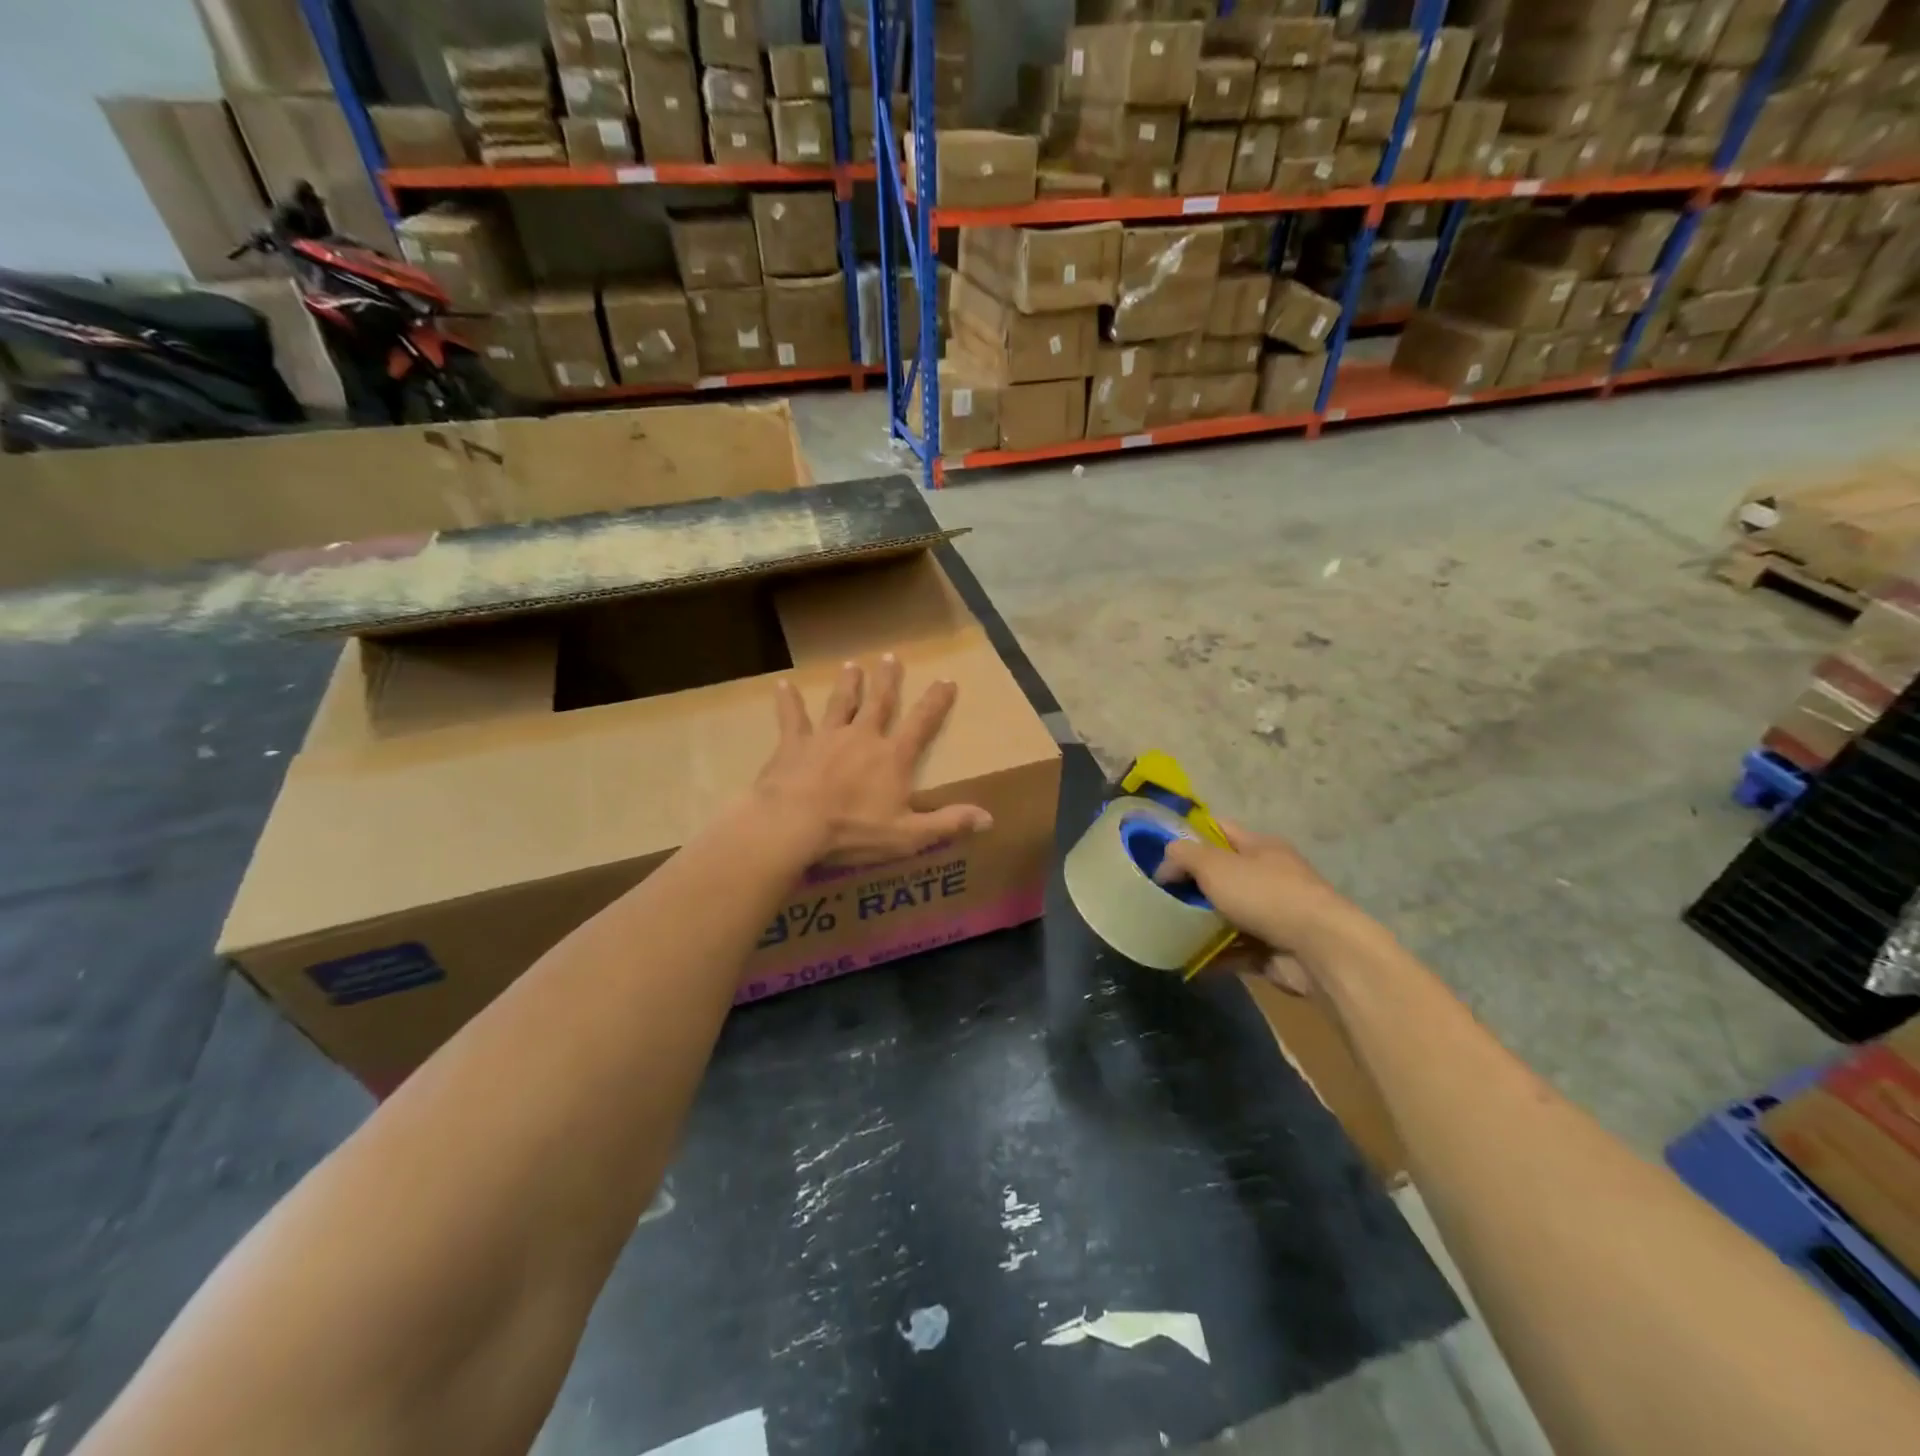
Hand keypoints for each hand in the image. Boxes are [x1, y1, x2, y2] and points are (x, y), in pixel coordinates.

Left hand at [755, 654, 992, 863]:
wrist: (793, 825)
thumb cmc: (853, 832)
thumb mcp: (908, 835)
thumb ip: (948, 824)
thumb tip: (989, 818)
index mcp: (892, 758)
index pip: (921, 723)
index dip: (936, 702)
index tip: (946, 680)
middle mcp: (862, 737)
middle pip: (879, 703)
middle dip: (887, 681)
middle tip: (890, 657)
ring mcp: (826, 737)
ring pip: (840, 704)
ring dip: (848, 684)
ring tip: (850, 665)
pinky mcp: (793, 745)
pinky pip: (792, 718)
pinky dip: (788, 701)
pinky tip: (783, 685)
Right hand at [1155, 820, 1361, 993]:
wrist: (1320, 950)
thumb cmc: (1265, 895)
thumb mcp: (1215, 864)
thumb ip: (1183, 856)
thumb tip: (1164, 866)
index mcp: (1261, 847)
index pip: (1219, 830)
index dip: (1190, 836)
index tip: (1160, 851)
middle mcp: (1270, 876)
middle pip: (1223, 875)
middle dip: (1192, 885)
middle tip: (1159, 895)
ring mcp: (1275, 915)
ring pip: (1229, 914)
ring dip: (1202, 923)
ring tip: (1168, 930)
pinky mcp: (1275, 951)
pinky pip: (1237, 950)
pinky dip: (1215, 956)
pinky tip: (1188, 961)